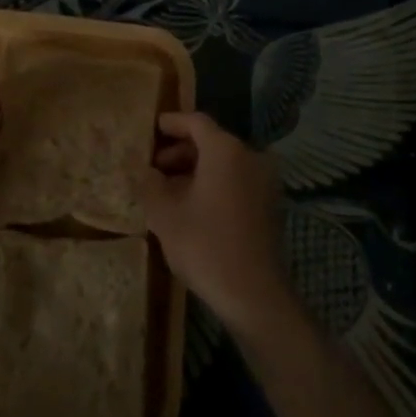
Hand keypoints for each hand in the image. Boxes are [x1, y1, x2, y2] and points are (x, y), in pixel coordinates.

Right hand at [143, 111, 293, 333]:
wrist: (253, 294)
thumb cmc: (205, 245)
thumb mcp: (164, 214)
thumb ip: (150, 184)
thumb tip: (145, 171)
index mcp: (225, 150)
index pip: (196, 122)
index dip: (172, 123)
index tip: (152, 129)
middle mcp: (250, 157)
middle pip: (211, 142)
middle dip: (180, 152)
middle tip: (154, 168)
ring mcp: (264, 181)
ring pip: (224, 163)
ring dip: (196, 170)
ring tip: (168, 191)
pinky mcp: (269, 205)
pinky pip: (236, 181)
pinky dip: (214, 184)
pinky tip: (192, 206)